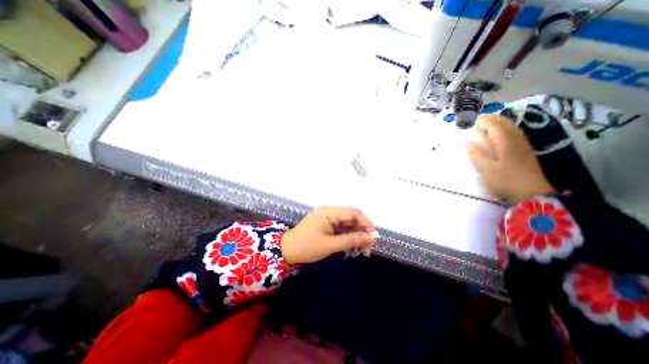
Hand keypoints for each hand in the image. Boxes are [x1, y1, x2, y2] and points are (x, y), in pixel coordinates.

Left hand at [281, 208, 377, 263]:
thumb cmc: (307, 247)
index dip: (366, 223)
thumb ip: (351, 240)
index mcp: (329, 212)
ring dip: (356, 234)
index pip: (353, 212)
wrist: (287, 250)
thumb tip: (371, 238)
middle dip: (362, 231)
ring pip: (347, 223)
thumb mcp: (331, 245)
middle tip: (368, 248)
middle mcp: (329, 211)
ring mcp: (327, 217)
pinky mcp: (326, 223)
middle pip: (351, 217)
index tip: (373, 237)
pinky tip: (352, 246)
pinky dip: (348, 235)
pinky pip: (341, 227)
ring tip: (362, 250)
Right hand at [464, 113, 554, 204]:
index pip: (495, 126)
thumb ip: (477, 154)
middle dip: (493, 120)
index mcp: (505, 142)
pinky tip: (502, 135)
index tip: (473, 121)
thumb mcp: (487, 169)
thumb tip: (468, 142)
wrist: (532, 193)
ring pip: (512, 129)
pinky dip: (506, 131)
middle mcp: (516, 140)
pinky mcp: (525, 152)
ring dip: (500, 124)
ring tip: (489, 125)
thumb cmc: (506, 180)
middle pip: (505, 124)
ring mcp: (522, 146)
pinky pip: (515, 135)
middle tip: (480, 120)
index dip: (484, 121)